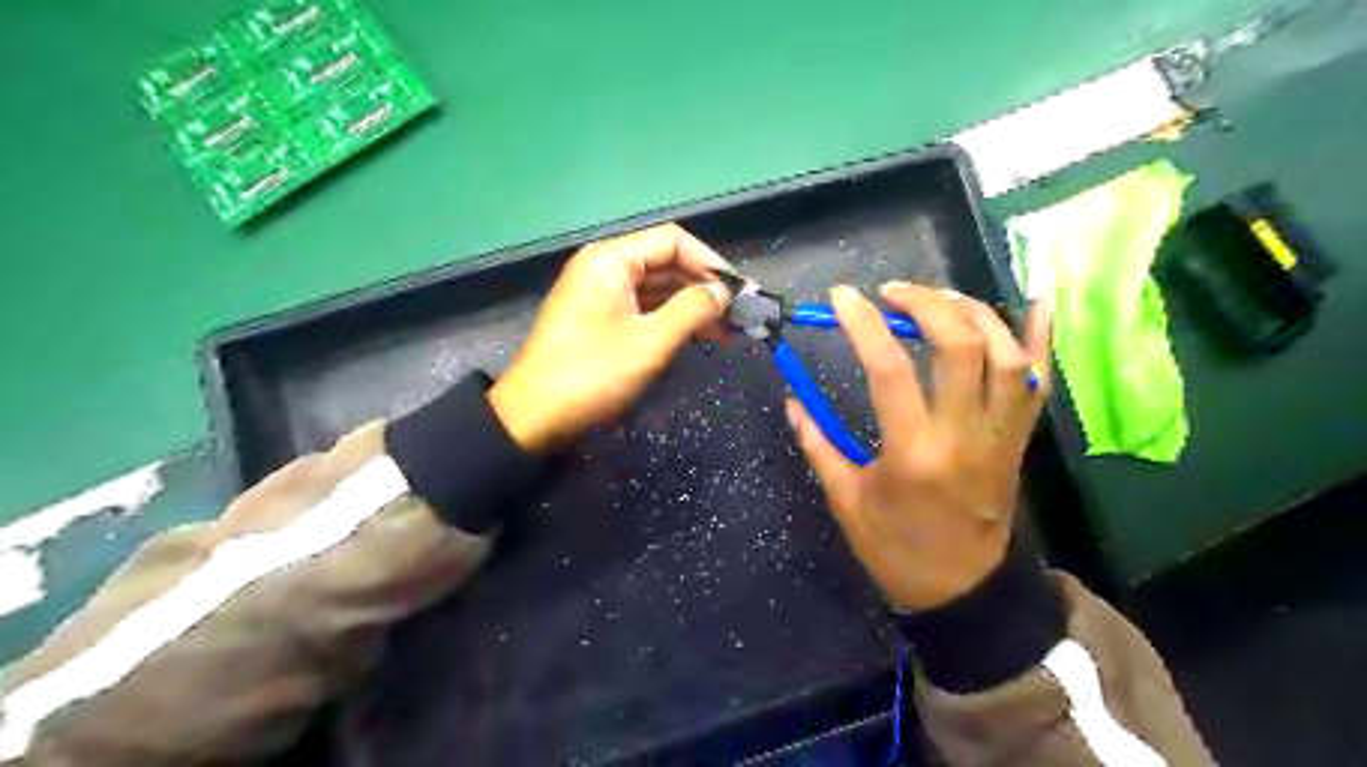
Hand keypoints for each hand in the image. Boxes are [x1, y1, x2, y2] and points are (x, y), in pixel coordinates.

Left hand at [486, 223, 730, 448]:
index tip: (740, 293)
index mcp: (612, 260)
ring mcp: (599, 293)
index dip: (711, 263)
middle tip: (737, 317)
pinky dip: (669, 319)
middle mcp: (604, 267)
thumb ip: (693, 309)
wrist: (532, 417)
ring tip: (723, 333)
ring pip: (655, 288)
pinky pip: (641, 307)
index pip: (673, 241)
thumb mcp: (650, 341)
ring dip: (689, 306)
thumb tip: (723, 293)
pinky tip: (693, 338)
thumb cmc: (593, 373)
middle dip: (703, 287)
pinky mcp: (597, 318)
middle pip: (665, 262)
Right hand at [786, 281, 1048, 610]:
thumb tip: (792, 400)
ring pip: (1006, 355)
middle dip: (925, 304)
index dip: (864, 325)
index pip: (890, 369)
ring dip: (973, 312)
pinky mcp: (1018, 439)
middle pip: (960, 346)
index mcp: (914, 452)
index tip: (842, 298)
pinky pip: (1040, 383)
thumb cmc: (896, 549)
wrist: (963, 590)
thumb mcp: (846, 501)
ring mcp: (1000, 435)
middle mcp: (965, 434)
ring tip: (938, 299)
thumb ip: (818, 444)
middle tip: (892, 293)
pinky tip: (1039, 302)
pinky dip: (1042, 339)